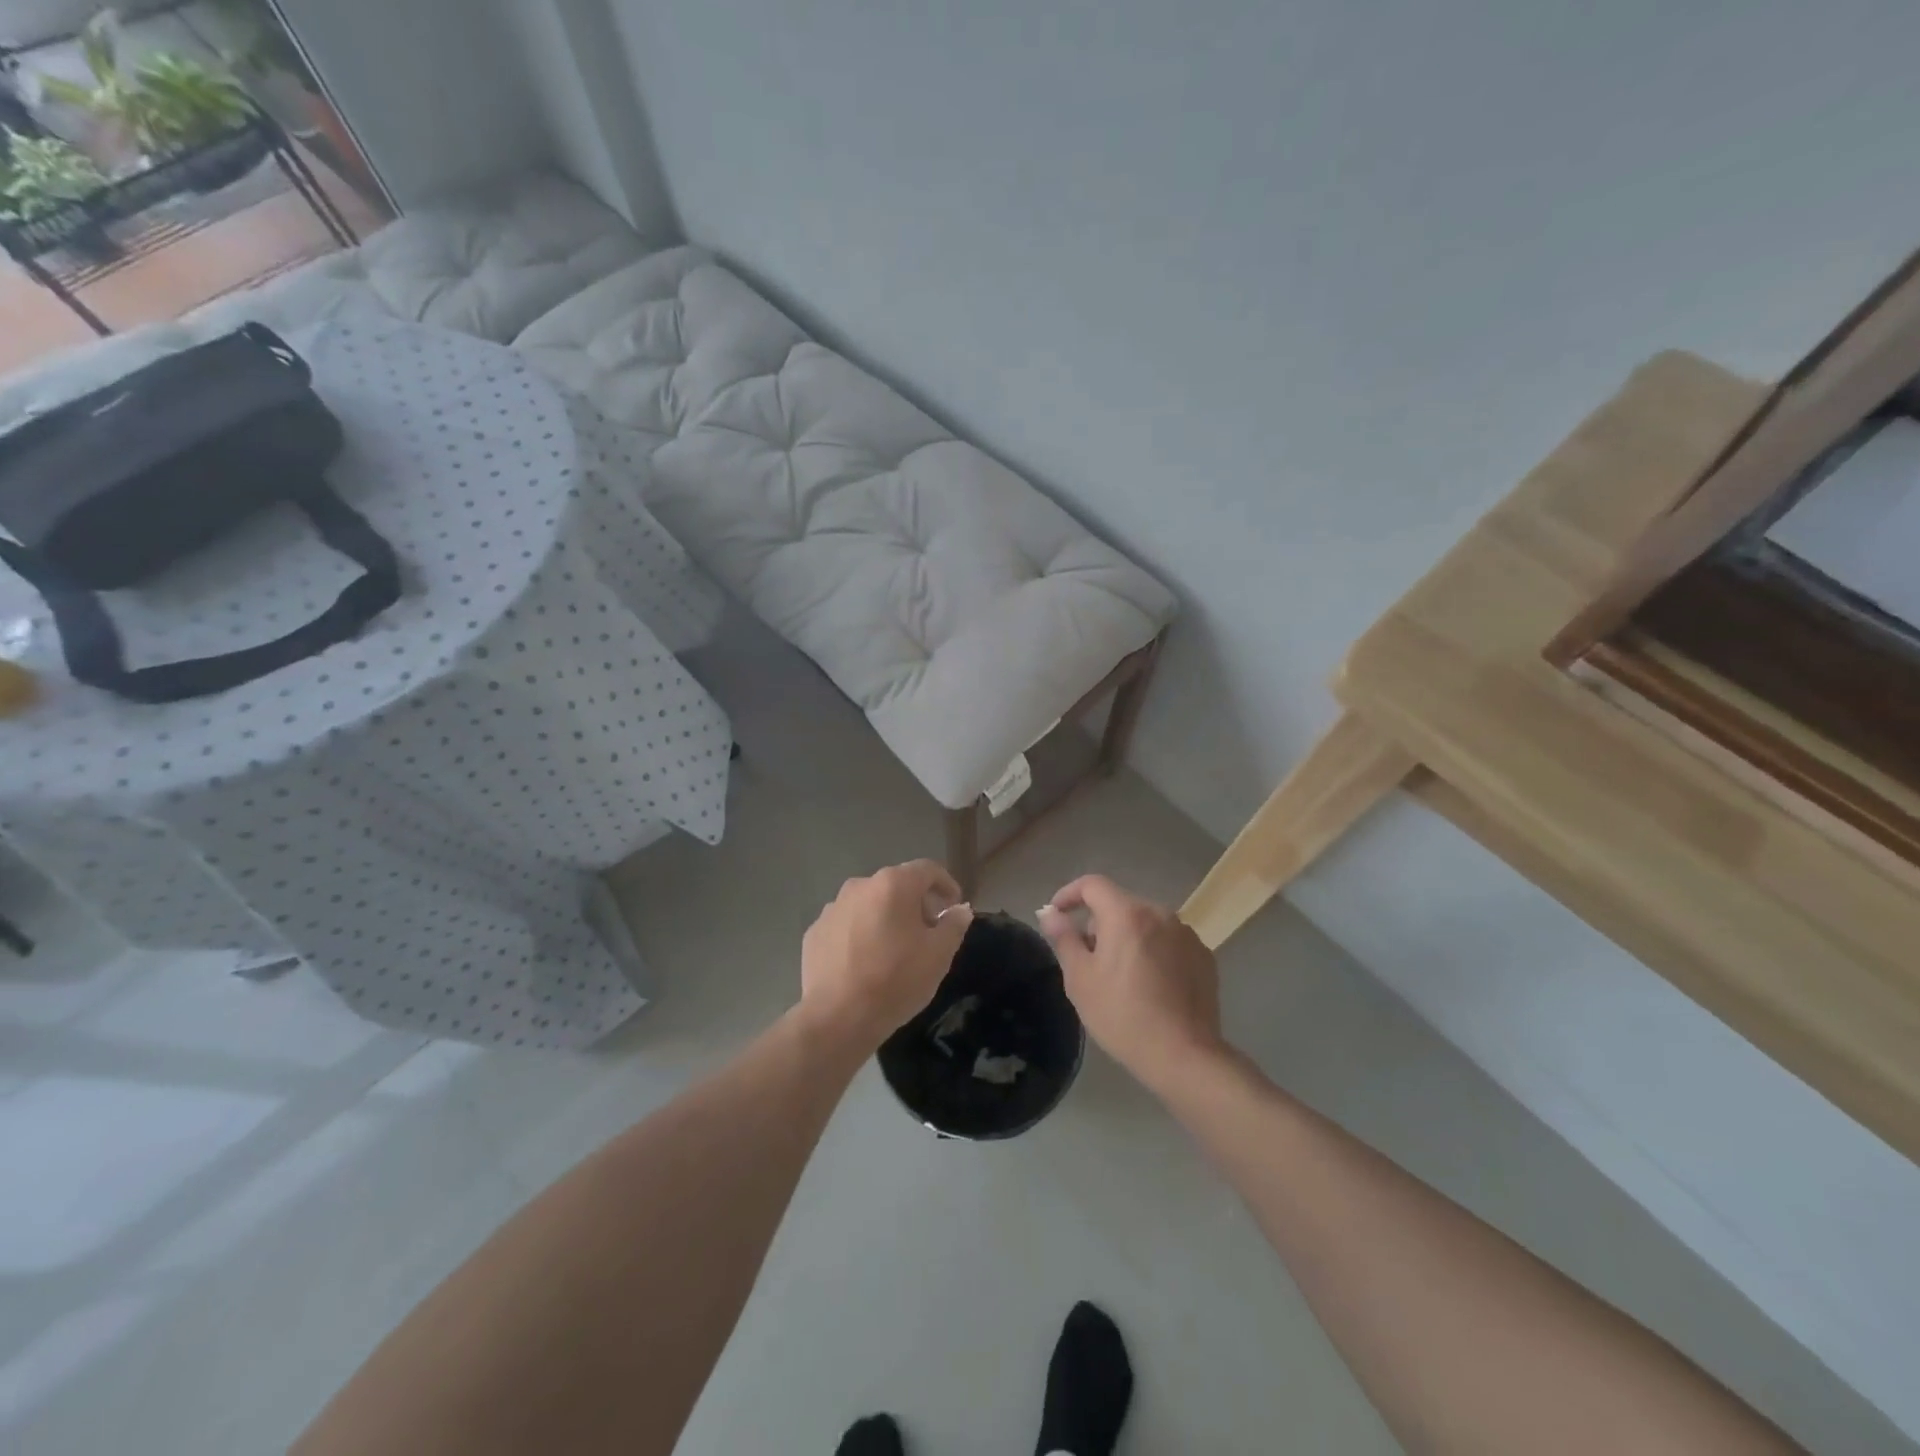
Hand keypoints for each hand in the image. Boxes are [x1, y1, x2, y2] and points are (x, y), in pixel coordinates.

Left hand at [800, 860, 972, 1048]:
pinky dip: (860, 934)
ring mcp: (832, 908)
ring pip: (869, 904)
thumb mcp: (939, 954)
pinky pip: (847, 925)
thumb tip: (959, 910)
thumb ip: (954, 925)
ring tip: (895, 950)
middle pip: (896, 885)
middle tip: (928, 932)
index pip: (927, 870)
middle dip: (916, 903)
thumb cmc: (895, 980)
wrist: (837, 1017)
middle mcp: (860, 886)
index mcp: (893, 885)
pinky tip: (865, 962)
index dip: (946, 884)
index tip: (954, 906)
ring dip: (886, 918)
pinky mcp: (815, 932)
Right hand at [1039, 875, 1223, 1090]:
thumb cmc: (1122, 1015)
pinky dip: (1154, 952)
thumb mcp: (1080, 978)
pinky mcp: (1203, 955)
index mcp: (1126, 913)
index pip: (1092, 884)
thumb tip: (1050, 913)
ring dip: (1128, 937)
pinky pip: (1168, 942)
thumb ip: (1063, 938)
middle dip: (1099, 924)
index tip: (1057, 915)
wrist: (1183, 1055)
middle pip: (1119, 904)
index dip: (1069, 894)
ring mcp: (1186, 934)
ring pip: (1145, 923)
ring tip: (1121, 976)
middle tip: (1088, 960)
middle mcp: (1159, 913)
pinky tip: (1151, 986)